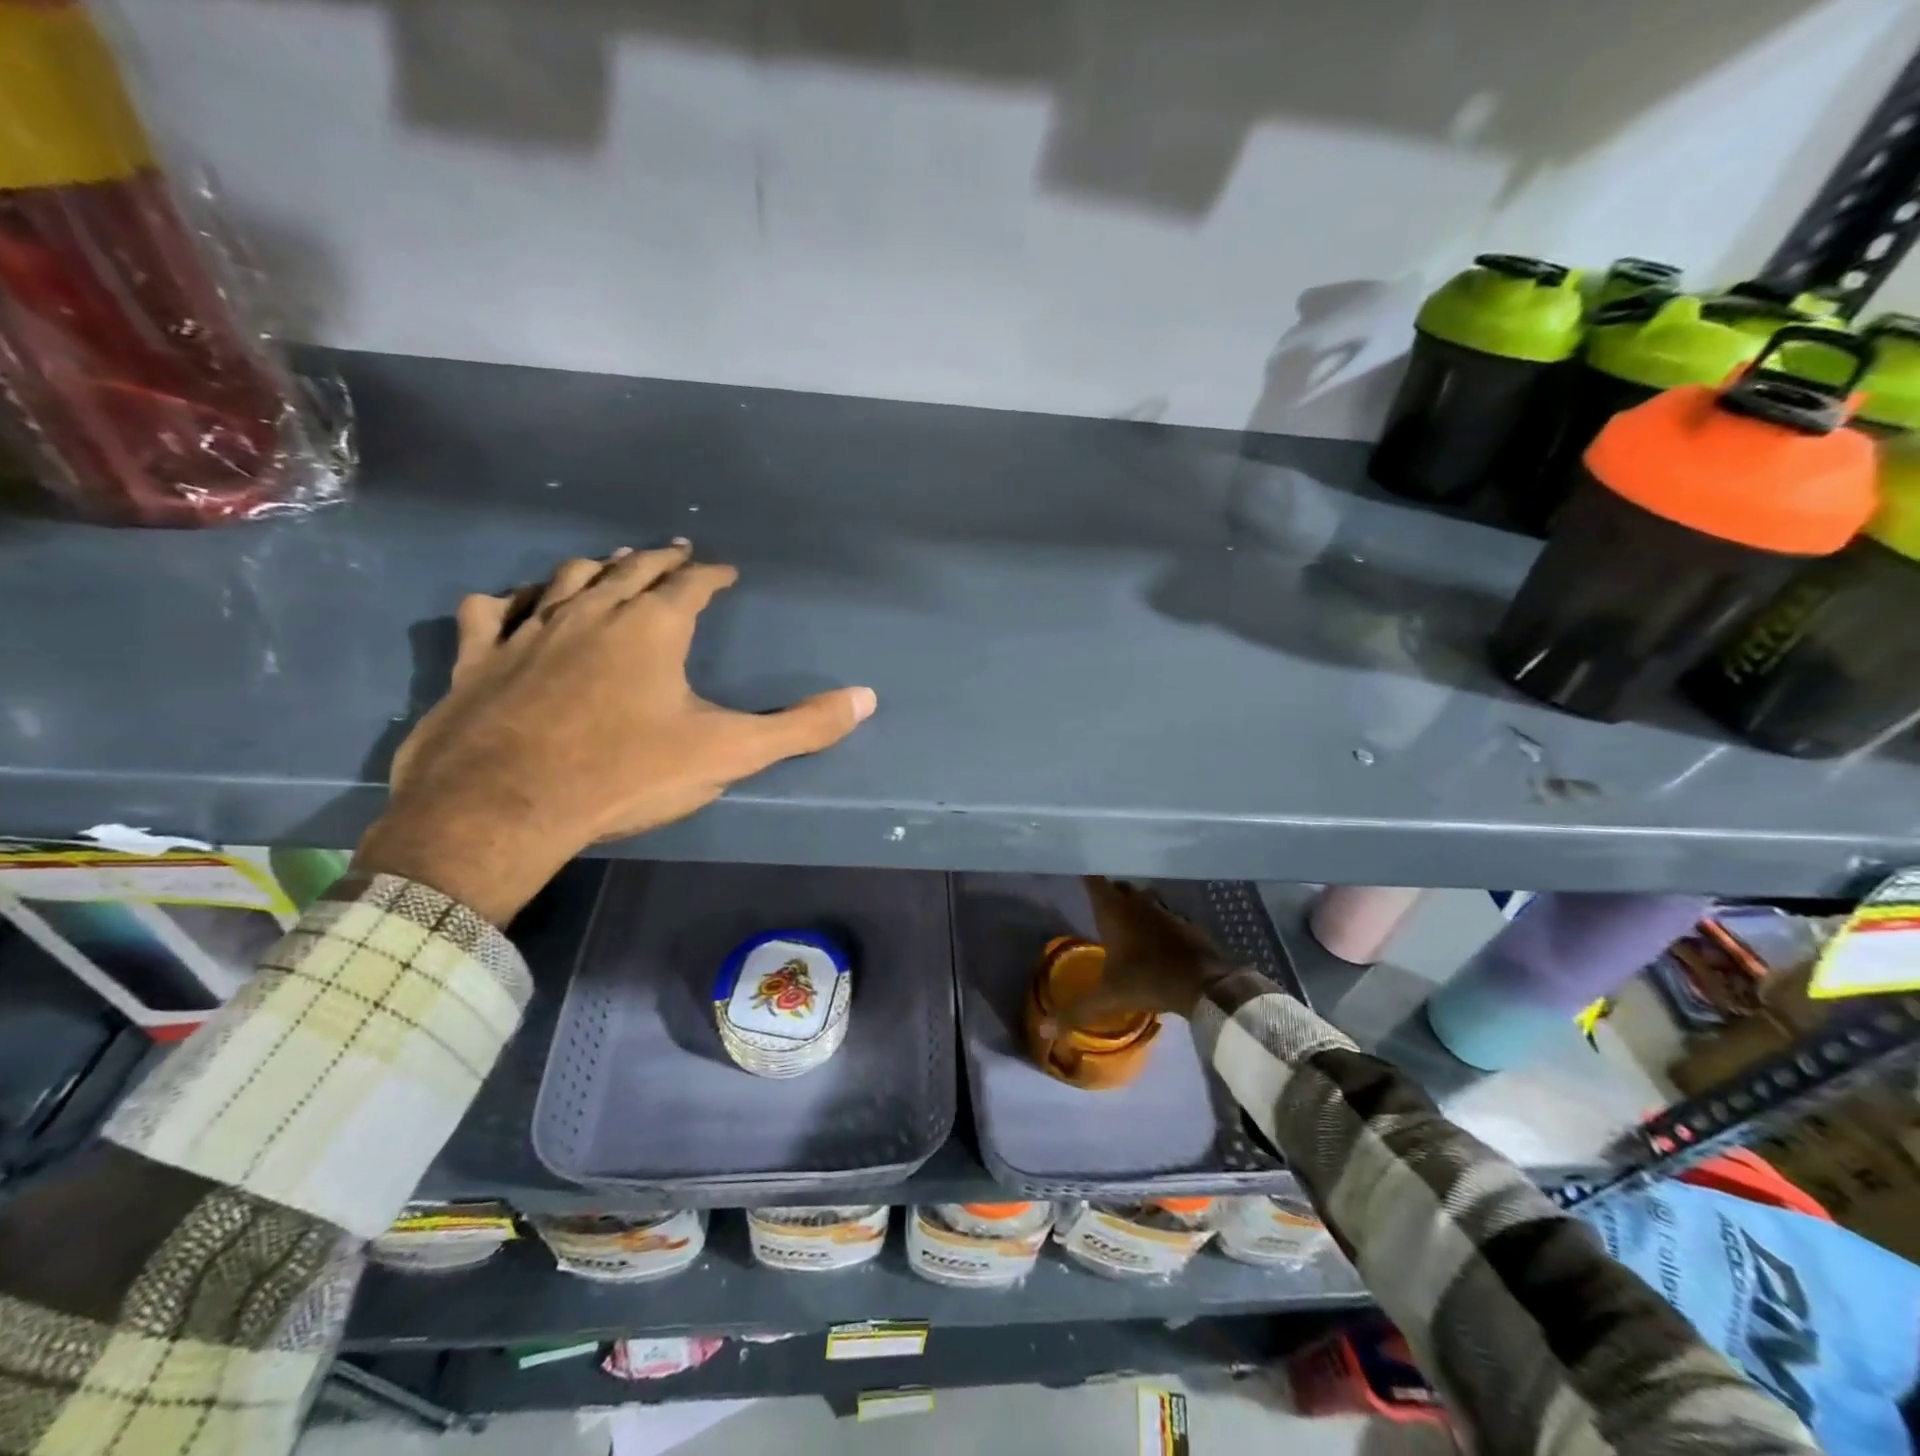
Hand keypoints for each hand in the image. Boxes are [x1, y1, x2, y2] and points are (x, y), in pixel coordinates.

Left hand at [356, 543, 875, 924]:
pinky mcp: (480, 658)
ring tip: (610, 563)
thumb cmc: (627, 774)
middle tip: (675, 551)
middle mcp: (592, 612)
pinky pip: (492, 611)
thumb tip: (866, 698)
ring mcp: (530, 630)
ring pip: (566, 579)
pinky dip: (508, 601)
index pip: (691, 584)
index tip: (725, 571)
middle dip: (658, 558)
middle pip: (631, 569)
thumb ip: (800, 727)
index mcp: (653, 627)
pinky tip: (511, 603)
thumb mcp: (729, 753)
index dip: (712, 575)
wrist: (506, 807)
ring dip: (595, 567)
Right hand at [1044, 877, 1232, 1031]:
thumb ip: (1077, 1011)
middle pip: (1119, 887)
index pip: (1094, 883)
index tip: (1076, 871)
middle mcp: (1138, 903)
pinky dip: (1157, 921)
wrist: (1206, 983)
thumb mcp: (1109, 997)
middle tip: (1098, 904)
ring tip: (1126, 920)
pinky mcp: (1186, 924)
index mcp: (1114, 912)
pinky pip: (1165, 915)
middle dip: (1109, 892)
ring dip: (1135, 905)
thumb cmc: (1149, 980)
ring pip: (1144, 898)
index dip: (1085, 876)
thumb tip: (1043, 1030)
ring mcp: (1165, 911)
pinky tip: (1156, 938)